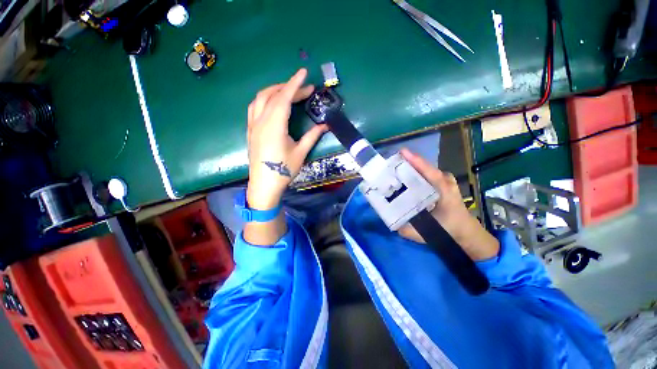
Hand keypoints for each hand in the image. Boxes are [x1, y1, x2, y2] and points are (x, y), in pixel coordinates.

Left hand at [246, 69, 327, 209]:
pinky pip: (254, 107)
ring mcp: (253, 125)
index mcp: (274, 126)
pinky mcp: (251, 130)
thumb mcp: (300, 153)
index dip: (294, 84)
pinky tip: (273, 103)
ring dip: (274, 91)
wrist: (264, 185)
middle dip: (288, 87)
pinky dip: (265, 99)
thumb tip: (326, 125)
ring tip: (288, 92)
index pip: (284, 98)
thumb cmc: (283, 170)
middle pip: (272, 95)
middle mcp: (261, 121)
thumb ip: (312, 136)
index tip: (304, 73)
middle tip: (304, 89)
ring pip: (260, 99)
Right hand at [397, 149, 499, 260]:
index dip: (415, 160)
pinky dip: (415, 174)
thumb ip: (409, 230)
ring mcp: (445, 181)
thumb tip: (392, 225)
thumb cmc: (450, 229)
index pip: (429, 171)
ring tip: (394, 169)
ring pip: (424, 171)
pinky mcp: (442, 183)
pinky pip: (426, 175)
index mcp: (444, 189)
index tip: (402, 152)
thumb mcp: (428, 232)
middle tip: (390, 164)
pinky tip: (404, 177)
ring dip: (410, 168)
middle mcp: (445, 181)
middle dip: (407, 163)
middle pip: (424, 168)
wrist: (467, 232)